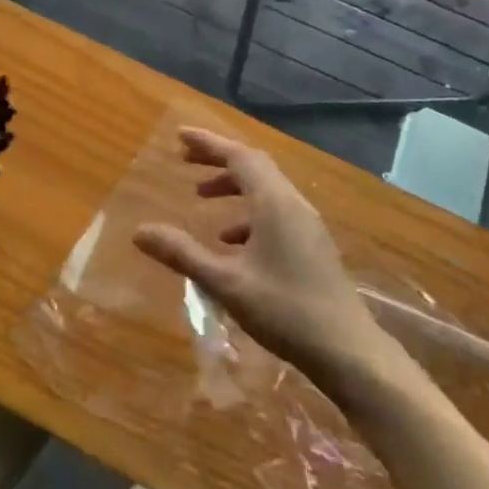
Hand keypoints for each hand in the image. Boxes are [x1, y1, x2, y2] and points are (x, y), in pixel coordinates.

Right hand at [133, 127, 412, 391]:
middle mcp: (293, 204)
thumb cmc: (285, 311)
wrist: (350, 352)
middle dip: (218, 159)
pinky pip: (275, 212)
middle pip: (253, 167)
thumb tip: (139, 231)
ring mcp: (307, 225)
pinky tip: (231, 241)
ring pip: (265, 190)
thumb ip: (182, 254)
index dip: (208, 143)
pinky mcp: (312, 245)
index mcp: (274, 203)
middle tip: (184, 160)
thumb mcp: (226, 283)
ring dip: (232, 186)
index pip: (238, 156)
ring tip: (201, 198)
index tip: (180, 136)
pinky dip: (248, 213)